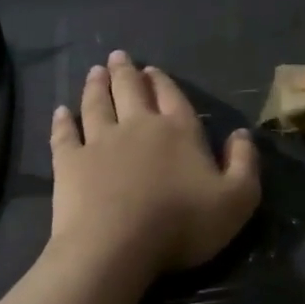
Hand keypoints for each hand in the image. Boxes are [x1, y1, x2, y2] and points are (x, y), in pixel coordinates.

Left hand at [49, 51, 260, 276]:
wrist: (116, 247)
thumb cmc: (182, 223)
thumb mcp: (237, 199)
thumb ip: (244, 163)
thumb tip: (241, 134)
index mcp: (179, 131)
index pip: (172, 97)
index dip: (162, 82)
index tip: (152, 69)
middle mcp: (138, 126)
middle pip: (130, 91)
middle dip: (125, 72)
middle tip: (117, 56)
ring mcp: (100, 142)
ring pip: (97, 104)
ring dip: (96, 86)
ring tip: (95, 71)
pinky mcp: (70, 163)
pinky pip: (64, 134)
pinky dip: (62, 121)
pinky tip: (60, 111)